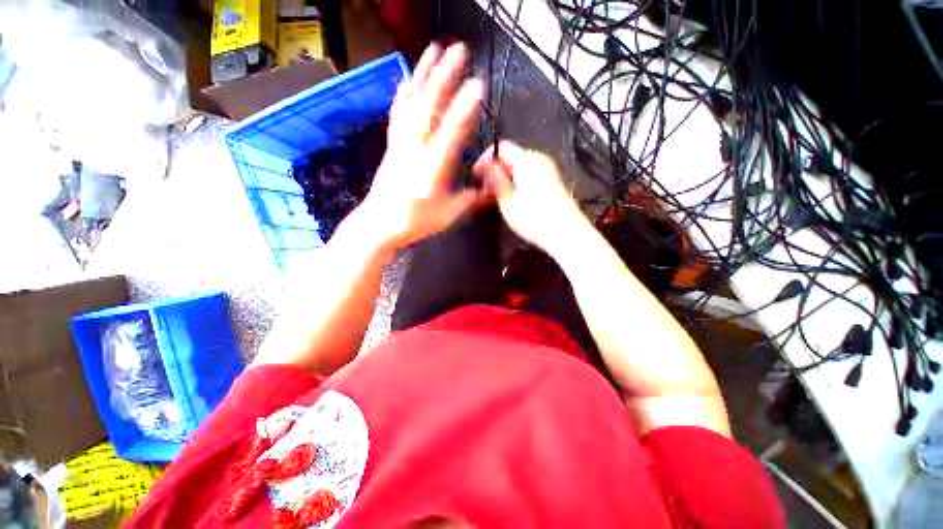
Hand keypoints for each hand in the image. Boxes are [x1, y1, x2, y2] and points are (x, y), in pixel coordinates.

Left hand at [361, 42, 490, 250]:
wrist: (381, 223)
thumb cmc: (417, 221)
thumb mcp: (450, 213)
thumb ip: (473, 197)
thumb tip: (494, 185)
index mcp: (434, 167)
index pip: (453, 132)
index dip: (466, 107)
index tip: (479, 84)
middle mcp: (416, 149)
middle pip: (430, 106)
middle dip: (445, 76)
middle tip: (459, 50)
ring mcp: (401, 143)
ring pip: (411, 103)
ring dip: (423, 73)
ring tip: (434, 49)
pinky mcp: (392, 143)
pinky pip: (397, 112)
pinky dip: (404, 92)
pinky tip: (408, 78)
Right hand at [473, 141, 587, 253]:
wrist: (567, 233)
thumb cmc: (534, 220)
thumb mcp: (507, 203)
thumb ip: (496, 181)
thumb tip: (487, 166)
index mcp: (526, 160)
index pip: (501, 147)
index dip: (485, 159)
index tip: (476, 175)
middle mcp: (539, 158)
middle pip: (512, 155)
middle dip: (497, 169)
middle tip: (486, 188)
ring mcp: (549, 168)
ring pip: (521, 165)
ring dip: (508, 176)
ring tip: (498, 195)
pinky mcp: (554, 179)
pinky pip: (531, 172)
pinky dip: (519, 180)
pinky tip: (516, 197)